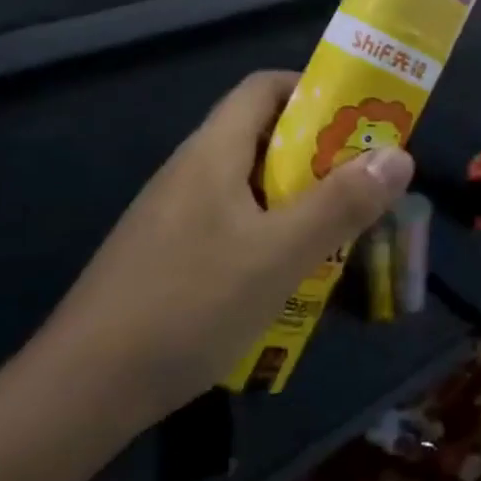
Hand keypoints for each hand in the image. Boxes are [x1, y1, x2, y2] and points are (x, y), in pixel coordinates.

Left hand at [23, 70, 414, 426]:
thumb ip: (341, 204)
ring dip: (296, 199)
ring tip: (337, 232)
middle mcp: (191, 171)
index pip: (264, 87)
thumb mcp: (279, 254)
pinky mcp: (167, 256)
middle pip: (261, 136)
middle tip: (361, 183)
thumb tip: (400, 155)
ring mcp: (174, 216)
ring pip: (249, 186)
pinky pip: (231, 224)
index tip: (358, 120)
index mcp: (213, 151)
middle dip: (317, 153)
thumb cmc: (188, 305)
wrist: (80, 392)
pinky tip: (285, 278)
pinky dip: (268, 234)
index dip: (312, 90)